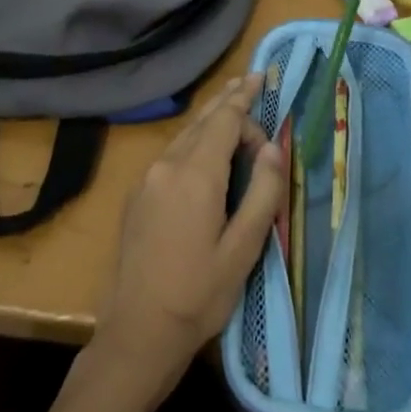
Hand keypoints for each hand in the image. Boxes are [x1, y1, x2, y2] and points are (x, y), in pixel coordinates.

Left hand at [93, 75, 285, 402]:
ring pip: (185, 136)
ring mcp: (146, 179)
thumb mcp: (244, 248)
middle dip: (228, 102)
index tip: (263, 79)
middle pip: (202, 121)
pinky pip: (171, 154)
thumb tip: (273, 148)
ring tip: (234, 110)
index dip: (245, 98)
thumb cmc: (199, 294)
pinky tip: (206, 151)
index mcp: (194, 174)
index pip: (224, 119)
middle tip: (251, 83)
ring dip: (211, 122)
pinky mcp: (137, 196)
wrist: (137, 332)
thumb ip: (263, 192)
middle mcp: (166, 165)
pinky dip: (195, 142)